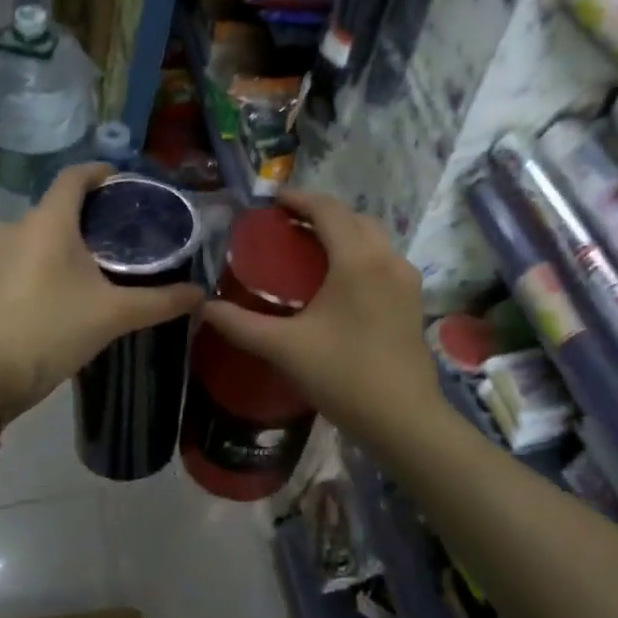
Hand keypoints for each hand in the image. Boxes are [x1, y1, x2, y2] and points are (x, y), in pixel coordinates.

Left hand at [0, 164, 205, 419]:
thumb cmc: (53, 330)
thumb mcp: (115, 315)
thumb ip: (161, 301)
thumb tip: (201, 293)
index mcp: (48, 222)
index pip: (74, 177)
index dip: (99, 172)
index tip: (123, 181)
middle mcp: (18, 227)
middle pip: (58, 205)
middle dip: (90, 211)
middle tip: (124, 229)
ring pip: (40, 231)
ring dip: (68, 237)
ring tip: (101, 259)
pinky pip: (25, 253)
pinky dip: (49, 257)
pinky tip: (69, 284)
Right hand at [199, 190, 437, 437]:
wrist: (403, 418)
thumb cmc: (343, 375)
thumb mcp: (285, 348)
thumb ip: (241, 324)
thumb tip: (204, 308)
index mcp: (358, 260)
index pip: (328, 210)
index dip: (299, 198)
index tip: (272, 200)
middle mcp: (387, 259)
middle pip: (353, 218)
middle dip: (320, 213)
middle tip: (287, 225)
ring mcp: (406, 279)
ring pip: (373, 238)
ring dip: (343, 233)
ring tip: (310, 248)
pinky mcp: (413, 300)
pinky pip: (383, 260)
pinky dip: (359, 254)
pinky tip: (339, 280)